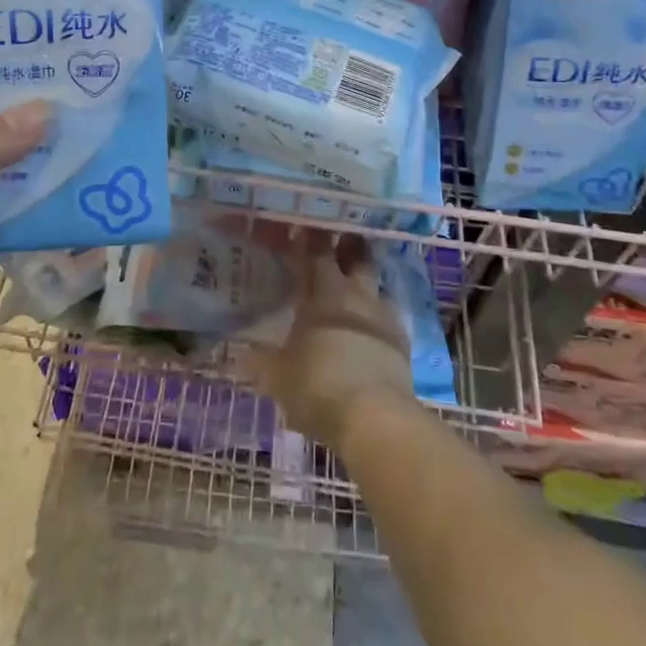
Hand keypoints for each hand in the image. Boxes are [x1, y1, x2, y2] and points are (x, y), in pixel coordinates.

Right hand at [257, 236, 414, 451]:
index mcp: (321, 296)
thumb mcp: (278, 379)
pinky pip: (388, 315)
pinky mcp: (402, 341)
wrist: (375, 418)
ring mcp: (381, 316)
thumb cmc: (318, 388)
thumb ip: (262, 361)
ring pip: (375, 282)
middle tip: (338, 240)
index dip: (309, 238)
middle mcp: (353, 296)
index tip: (304, 226)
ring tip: (355, 282)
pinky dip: (378, 314)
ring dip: (365, 277)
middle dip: (346, 245)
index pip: (314, 254)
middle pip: (355, 257)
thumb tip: (243, 351)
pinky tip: (372, 325)